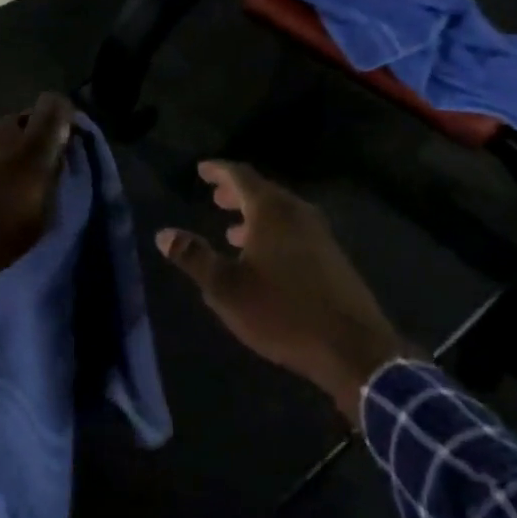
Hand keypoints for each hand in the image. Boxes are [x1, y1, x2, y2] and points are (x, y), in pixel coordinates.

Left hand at [0, 94, 77, 344]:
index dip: (64, 117)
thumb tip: (56, 156)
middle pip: (26, 118)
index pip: (56, 103)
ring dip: (6, 149)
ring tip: (0, 181)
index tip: (64, 139)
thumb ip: (51, 177)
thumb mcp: (38, 219)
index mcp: (30, 144)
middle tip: (33, 168)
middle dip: (33, 137)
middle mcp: (1, 129)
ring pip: (0, 132)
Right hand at [157, 161, 416, 425]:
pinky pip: (295, 231)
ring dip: (255, 216)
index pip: (240, 176)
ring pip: (281, 213)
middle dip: (236, 193)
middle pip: (263, 191)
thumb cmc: (283, 312)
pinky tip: (265, 259)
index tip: (202, 169)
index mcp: (271, 211)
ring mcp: (320, 234)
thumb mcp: (226, 289)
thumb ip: (194, 257)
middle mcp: (297, 213)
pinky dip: (274, 233)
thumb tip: (163, 234)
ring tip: (232, 230)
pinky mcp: (333, 258)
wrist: (353, 348)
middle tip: (215, 197)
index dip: (218, 171)